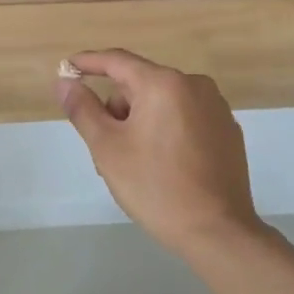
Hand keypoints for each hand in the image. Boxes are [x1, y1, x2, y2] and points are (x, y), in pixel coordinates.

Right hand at [58, 49, 261, 256]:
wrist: (217, 232)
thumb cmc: (155, 186)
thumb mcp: (107, 148)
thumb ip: (83, 109)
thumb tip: (65, 82)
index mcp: (163, 83)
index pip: (117, 60)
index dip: (88, 62)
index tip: (67, 67)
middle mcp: (194, 85)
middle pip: (140, 85)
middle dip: (117, 109)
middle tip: (105, 148)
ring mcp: (216, 108)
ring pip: (162, 102)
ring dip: (140, 121)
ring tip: (134, 164)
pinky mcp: (227, 131)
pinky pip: (185, 117)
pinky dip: (166, 130)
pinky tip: (163, 166)